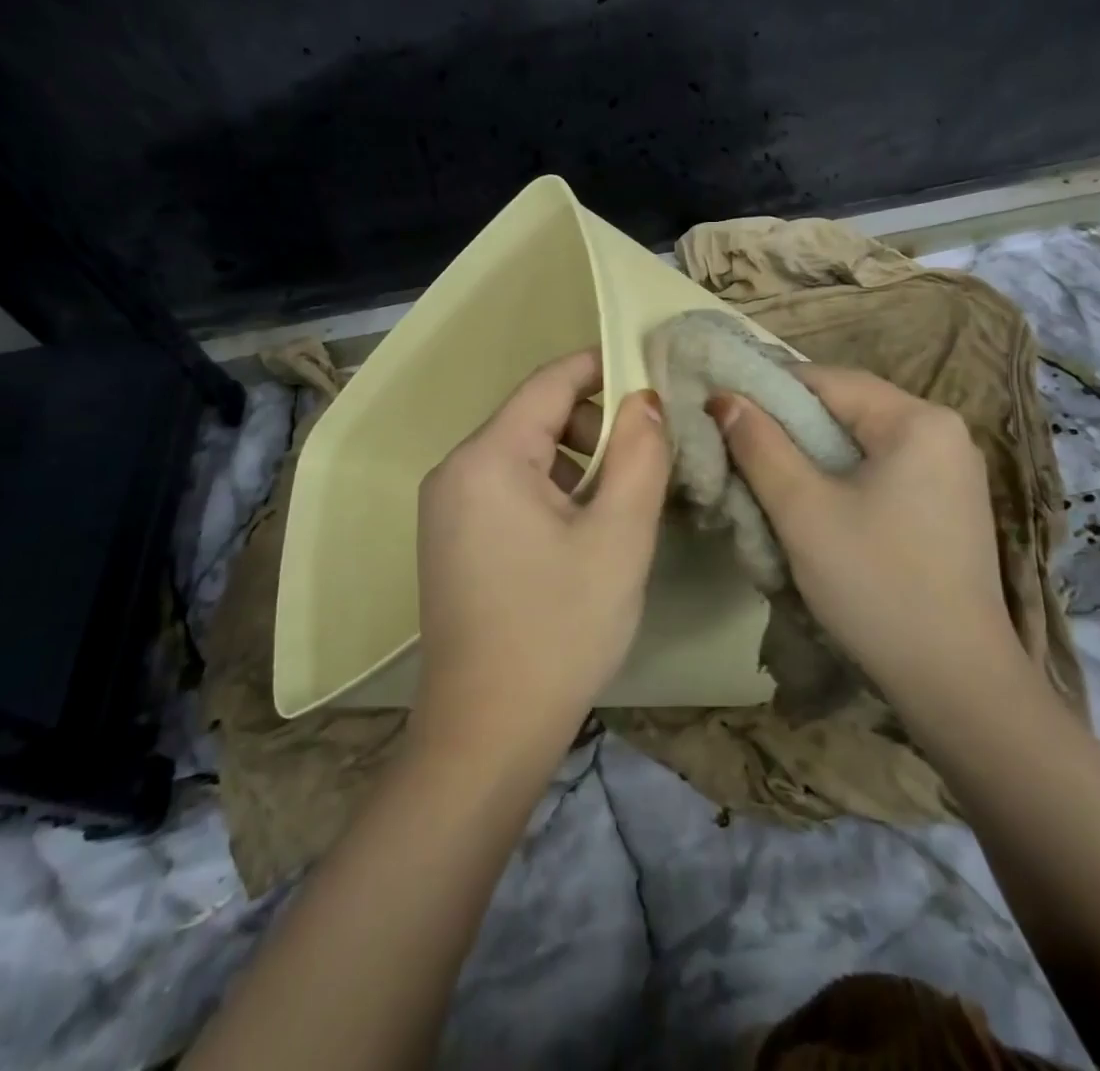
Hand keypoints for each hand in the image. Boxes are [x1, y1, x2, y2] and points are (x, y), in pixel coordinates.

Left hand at [414, 351, 669, 761]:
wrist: (488, 733)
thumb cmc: (560, 627)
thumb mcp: (618, 536)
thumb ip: (641, 455)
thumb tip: (646, 400)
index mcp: (488, 457)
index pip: (550, 381)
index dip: (603, 367)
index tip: (653, 374)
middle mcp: (455, 470)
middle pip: (536, 416)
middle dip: (596, 427)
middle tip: (647, 463)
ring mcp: (446, 507)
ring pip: (524, 455)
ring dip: (578, 463)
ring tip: (620, 507)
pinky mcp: (450, 539)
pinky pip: (507, 488)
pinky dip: (551, 492)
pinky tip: (582, 535)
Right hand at [709, 365, 1024, 703]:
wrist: (956, 682)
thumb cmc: (875, 584)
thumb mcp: (803, 510)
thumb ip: (759, 445)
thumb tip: (725, 398)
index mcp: (917, 420)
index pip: (827, 380)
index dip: (767, 389)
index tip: (720, 408)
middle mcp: (944, 431)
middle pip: (847, 408)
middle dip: (788, 425)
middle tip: (736, 446)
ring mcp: (953, 470)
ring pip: (861, 442)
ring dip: (811, 453)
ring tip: (765, 475)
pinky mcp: (949, 504)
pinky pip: (882, 470)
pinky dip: (841, 477)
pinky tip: (813, 504)